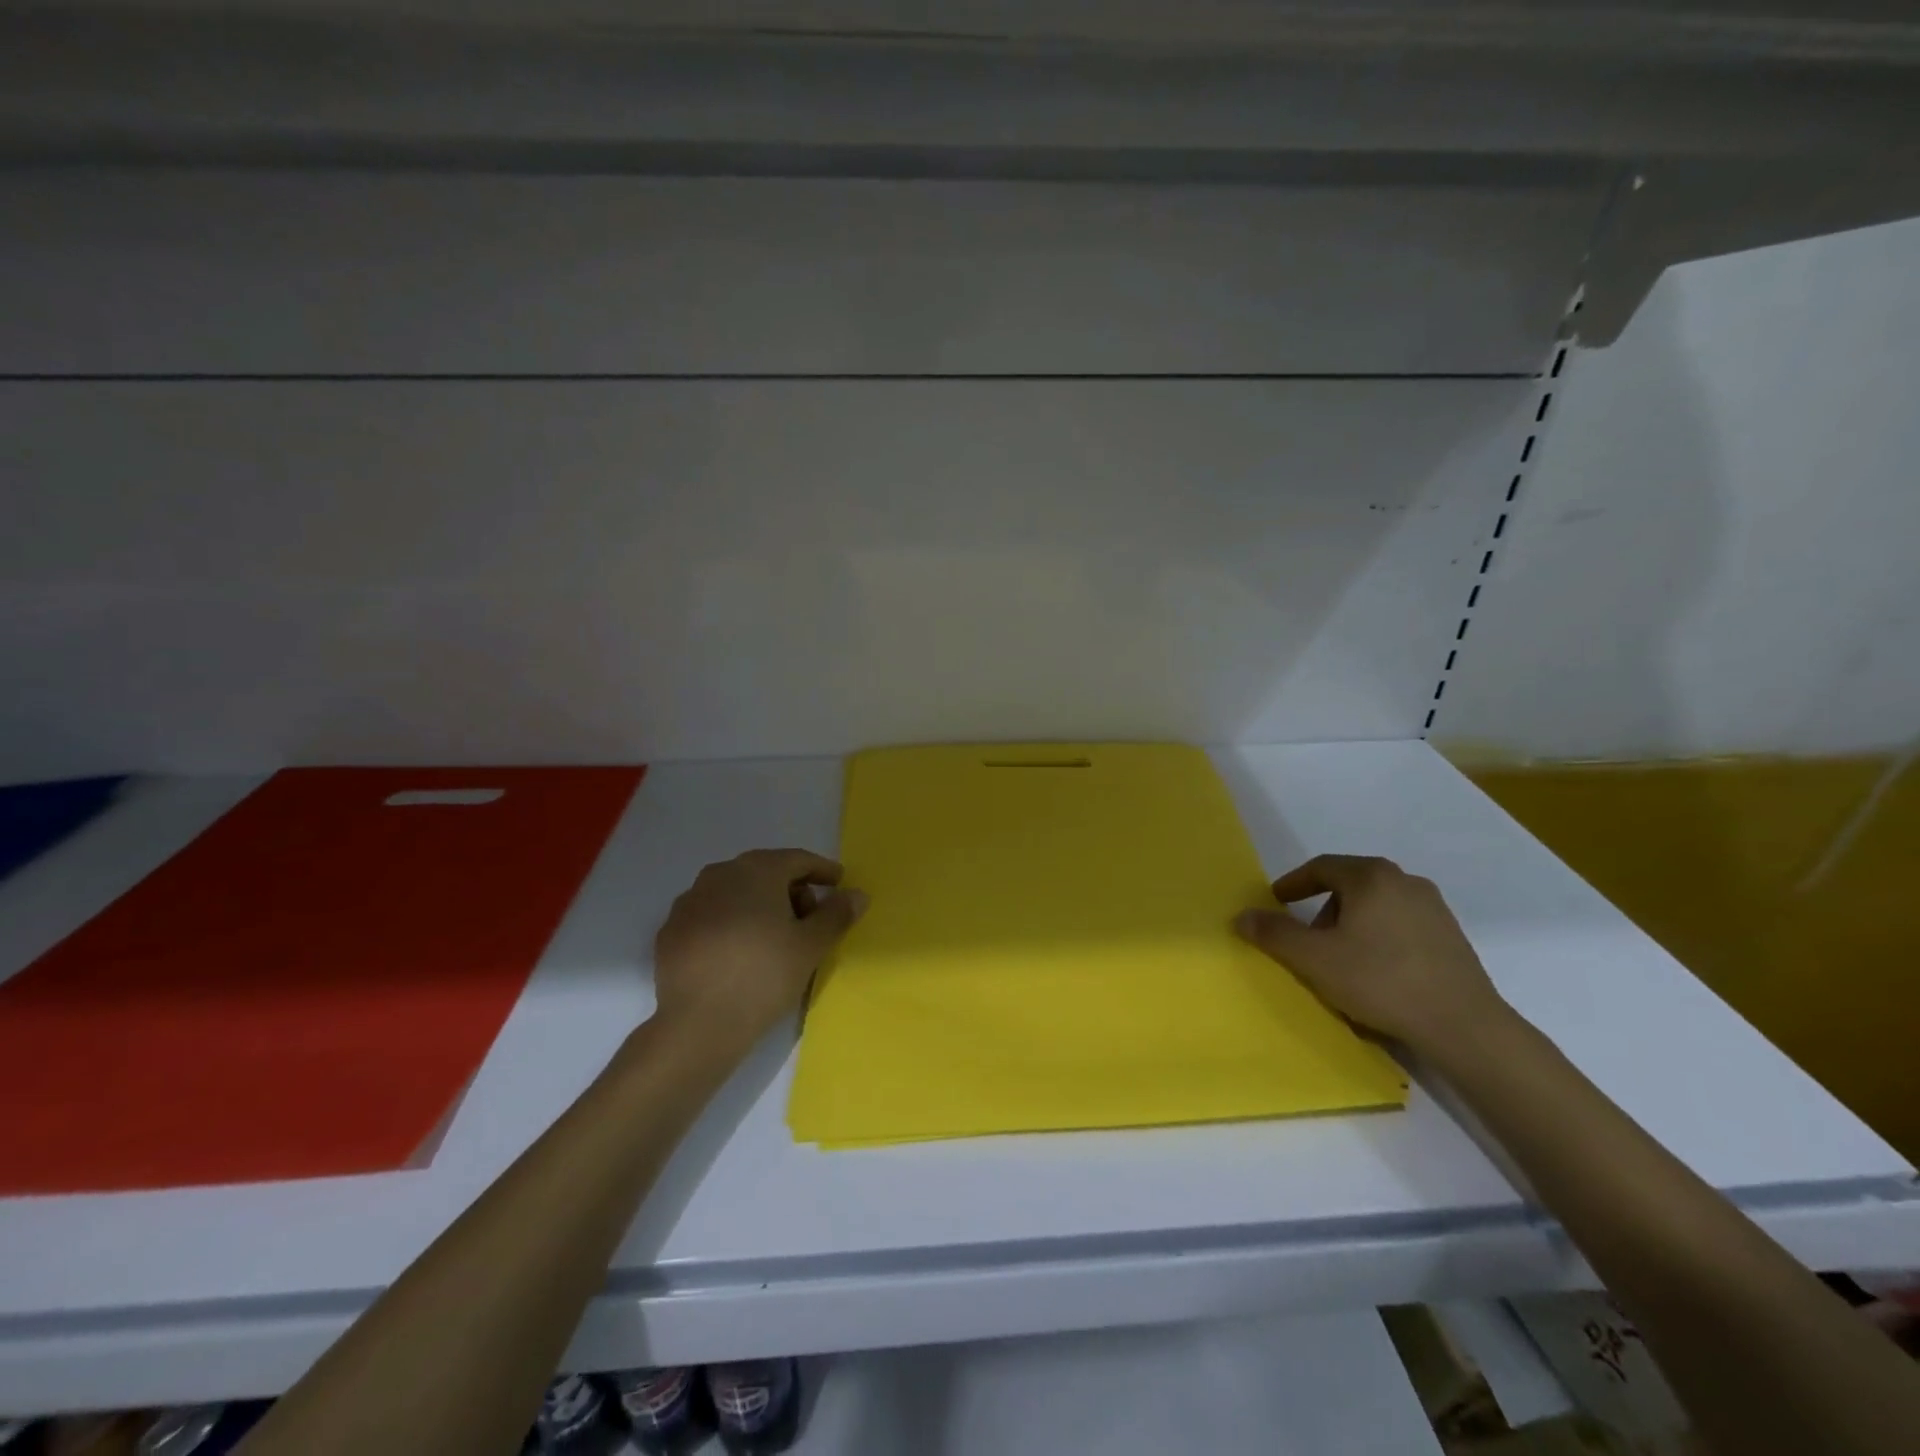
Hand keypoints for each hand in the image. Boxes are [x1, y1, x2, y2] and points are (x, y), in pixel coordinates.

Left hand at [653, 849, 866, 1051]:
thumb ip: (836, 914)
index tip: (838, 883)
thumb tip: (856, 894)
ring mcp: (689, 901)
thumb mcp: (811, 946)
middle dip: (791, 889)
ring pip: (734, 892)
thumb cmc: (764, 975)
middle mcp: (719, 874)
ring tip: (774, 936)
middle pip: (765, 872)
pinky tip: (739, 950)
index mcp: (756, 870)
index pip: (797, 860)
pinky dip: (730, 923)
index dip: (822, 870)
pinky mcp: (671, 930)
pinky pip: (711, 915)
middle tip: (810, 917)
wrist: (699, 1024)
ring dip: (758, 904)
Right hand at [1235, 854, 1507, 1055]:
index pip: (1321, 867)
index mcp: (1371, 876)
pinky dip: (1379, 937)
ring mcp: (1434, 908)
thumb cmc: (1380, 981)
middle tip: (1308, 939)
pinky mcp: (1452, 936)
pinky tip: (1377, 971)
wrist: (1464, 1026)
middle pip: (1350, 885)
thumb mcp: (1314, 959)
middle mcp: (1405, 881)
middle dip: (1323, 908)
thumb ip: (1274, 934)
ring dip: (1351, 924)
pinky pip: (1401, 924)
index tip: (1276, 901)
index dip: (1293, 883)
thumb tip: (1242, 916)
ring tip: (1341, 959)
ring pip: (1376, 905)